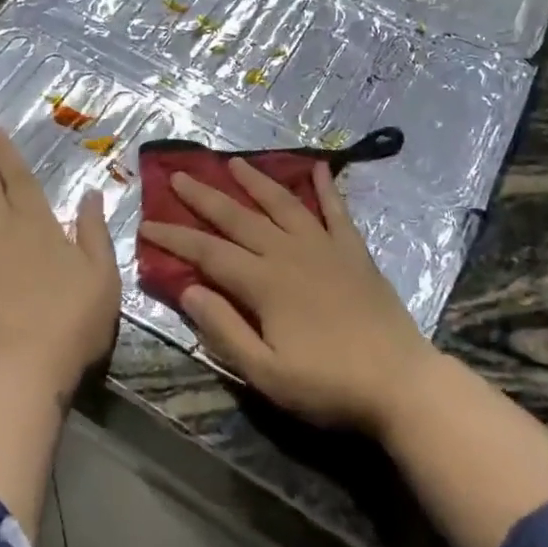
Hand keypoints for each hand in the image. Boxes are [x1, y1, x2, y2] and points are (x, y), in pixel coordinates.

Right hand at [139, 159, 432, 434]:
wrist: (400, 382)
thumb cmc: (328, 384)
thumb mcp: (265, 373)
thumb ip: (224, 329)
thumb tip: (188, 290)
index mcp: (264, 283)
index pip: (208, 253)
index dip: (176, 238)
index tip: (147, 224)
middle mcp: (290, 254)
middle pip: (239, 219)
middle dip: (205, 197)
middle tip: (179, 176)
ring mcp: (325, 248)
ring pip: (282, 205)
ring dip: (256, 182)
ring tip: (234, 162)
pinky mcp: (354, 252)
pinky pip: (337, 211)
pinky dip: (326, 188)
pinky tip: (318, 167)